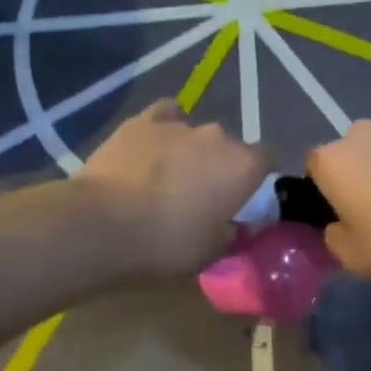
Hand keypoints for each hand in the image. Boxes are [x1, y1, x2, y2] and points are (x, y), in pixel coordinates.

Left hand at [76, 101, 267, 278]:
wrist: (103, 224)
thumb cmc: (165, 244)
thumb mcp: (210, 254)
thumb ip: (230, 233)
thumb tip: (233, 224)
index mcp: (242, 166)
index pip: (267, 159)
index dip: (257, 177)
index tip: (244, 198)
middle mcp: (217, 136)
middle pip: (228, 147)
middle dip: (220, 166)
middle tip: (201, 196)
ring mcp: (178, 124)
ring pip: (195, 134)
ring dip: (189, 152)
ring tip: (167, 178)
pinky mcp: (142, 120)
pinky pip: (164, 116)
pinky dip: (163, 128)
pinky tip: (152, 145)